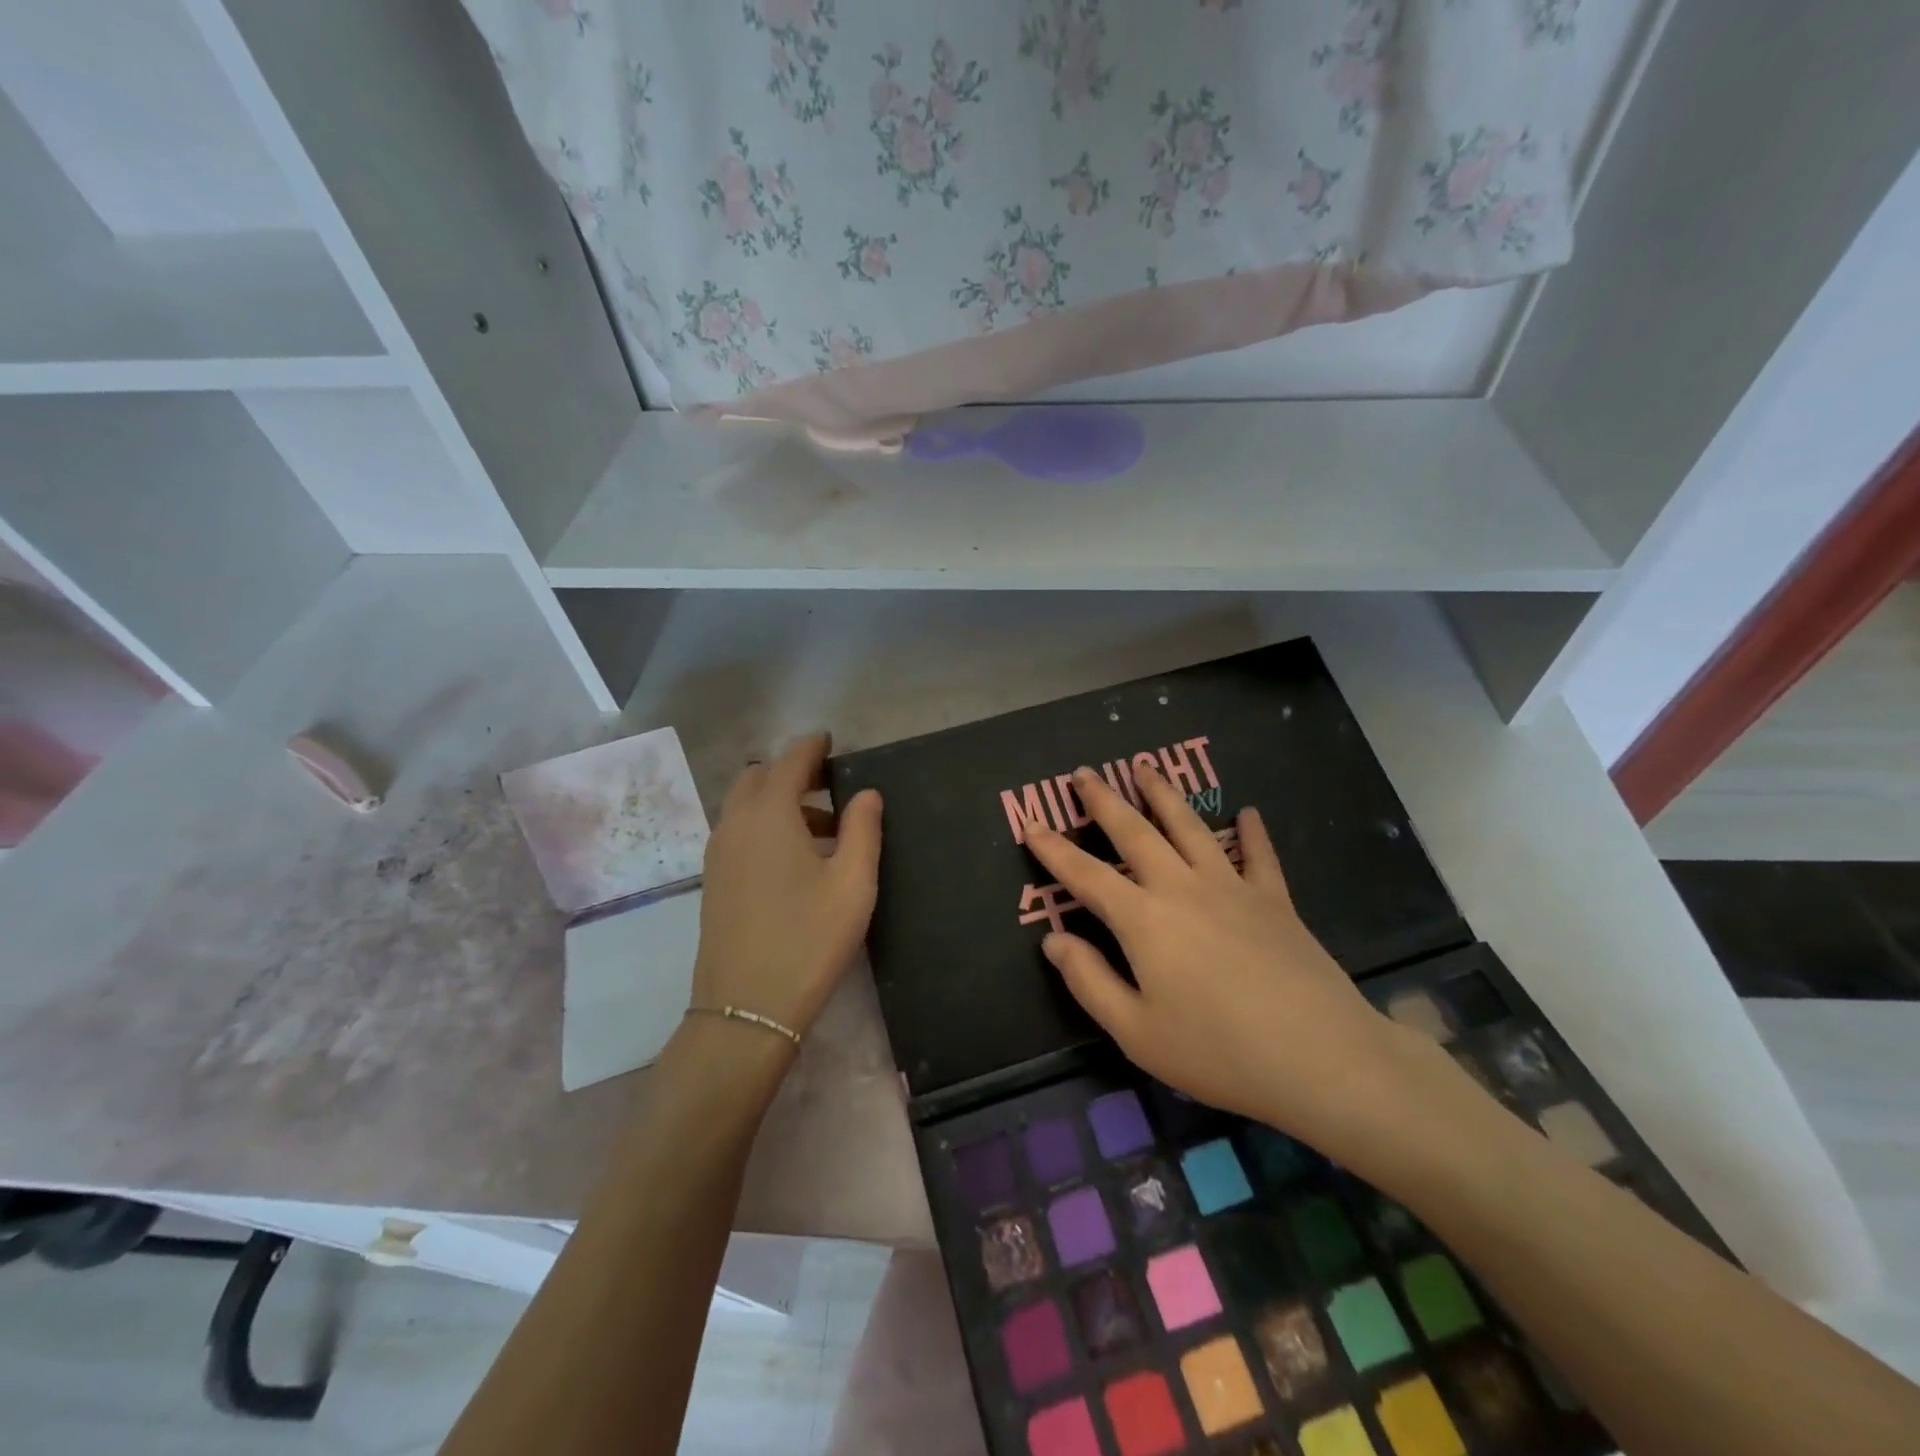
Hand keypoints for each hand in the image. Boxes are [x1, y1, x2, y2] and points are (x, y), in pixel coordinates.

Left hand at [691, 734, 882, 1044]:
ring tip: (824, 827)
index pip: (790, 761)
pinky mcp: (714, 880)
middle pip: (759, 777)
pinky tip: (794, 857)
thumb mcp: (854, 882)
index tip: (831, 741)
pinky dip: (764, 824)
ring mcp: (718, 853)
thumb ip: (864, 829)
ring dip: (779, 800)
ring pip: (745, 805)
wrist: (747, 1008)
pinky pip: (738, 831)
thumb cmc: (810, 938)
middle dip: (792, 771)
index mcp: (769, 814)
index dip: (812, 747)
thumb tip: (867, 793)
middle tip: (830, 785)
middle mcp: (736, 824)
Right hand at [1023, 764, 1442, 1160]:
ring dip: (1163, 795)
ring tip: (1144, 768)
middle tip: (1084, 773)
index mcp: (1143, 920)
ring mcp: (1232, 888)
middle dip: (1104, 801)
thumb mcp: (1136, 1031)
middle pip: (1135, 833)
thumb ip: (1089, 981)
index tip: (1031, 825)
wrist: (1319, 1057)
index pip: (1086, 876)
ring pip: (1190, 828)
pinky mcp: (1274, 900)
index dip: (1054, 850)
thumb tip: (1052, 939)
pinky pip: (1258, 855)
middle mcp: (1182, 888)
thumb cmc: (1217, 1051)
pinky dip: (1251, 832)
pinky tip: (1248, 812)